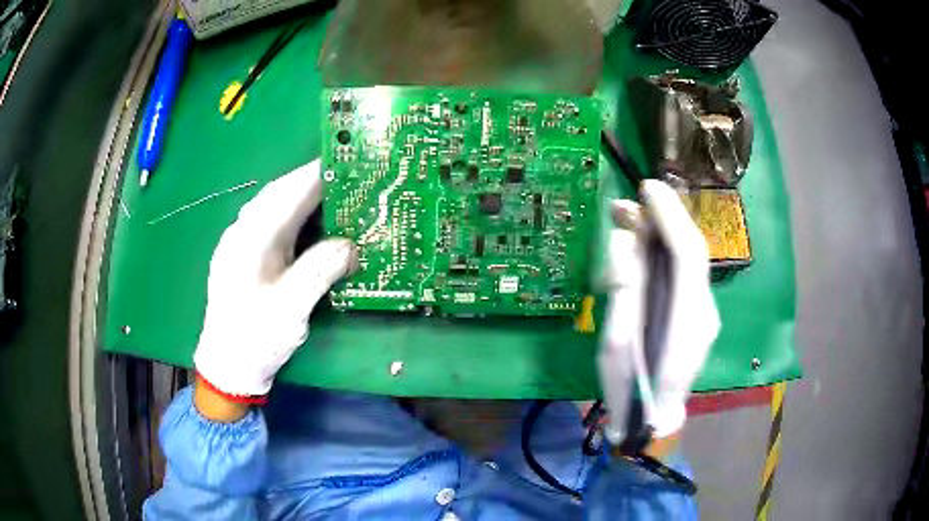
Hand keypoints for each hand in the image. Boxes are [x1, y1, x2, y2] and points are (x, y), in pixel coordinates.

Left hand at [193, 160, 356, 416]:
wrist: (228, 364)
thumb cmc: (256, 337)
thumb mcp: (291, 307)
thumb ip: (319, 269)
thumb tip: (351, 244)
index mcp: (251, 238)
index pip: (287, 193)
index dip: (318, 174)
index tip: (349, 161)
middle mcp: (243, 232)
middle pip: (280, 194)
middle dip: (314, 181)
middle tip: (349, 176)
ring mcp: (241, 243)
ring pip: (275, 207)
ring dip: (304, 197)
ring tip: (336, 193)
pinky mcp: (245, 255)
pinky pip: (273, 224)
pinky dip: (296, 216)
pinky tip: (311, 224)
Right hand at [598, 180, 719, 443]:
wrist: (656, 422)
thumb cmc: (631, 391)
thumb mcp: (615, 345)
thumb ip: (624, 292)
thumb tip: (625, 242)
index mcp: (688, 322)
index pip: (688, 256)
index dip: (670, 217)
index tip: (646, 189)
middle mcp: (705, 310)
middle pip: (693, 250)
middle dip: (665, 217)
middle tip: (628, 202)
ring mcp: (706, 312)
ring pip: (688, 260)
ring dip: (660, 233)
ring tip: (627, 219)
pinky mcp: (698, 314)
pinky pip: (682, 273)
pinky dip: (662, 252)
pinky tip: (641, 250)